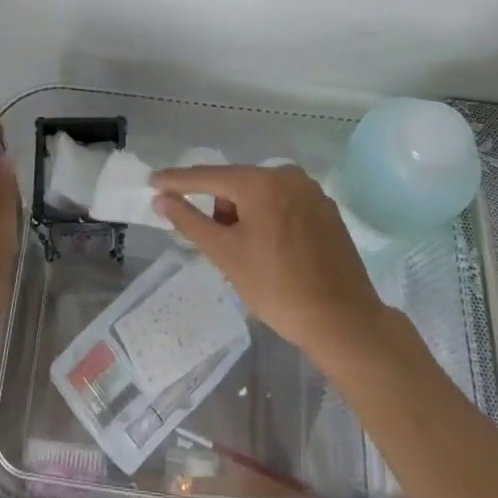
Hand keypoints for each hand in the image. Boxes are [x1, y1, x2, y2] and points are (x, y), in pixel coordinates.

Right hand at [151, 164, 390, 366]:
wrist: (344, 322)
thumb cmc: (278, 288)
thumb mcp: (226, 255)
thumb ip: (190, 221)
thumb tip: (161, 199)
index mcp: (261, 182)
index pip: (209, 176)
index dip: (178, 181)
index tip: (153, 180)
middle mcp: (287, 175)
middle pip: (237, 184)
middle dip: (219, 207)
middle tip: (216, 244)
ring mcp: (311, 191)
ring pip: (261, 194)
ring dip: (244, 214)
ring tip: (246, 253)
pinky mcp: (326, 209)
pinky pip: (283, 204)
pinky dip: (268, 218)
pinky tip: (270, 250)